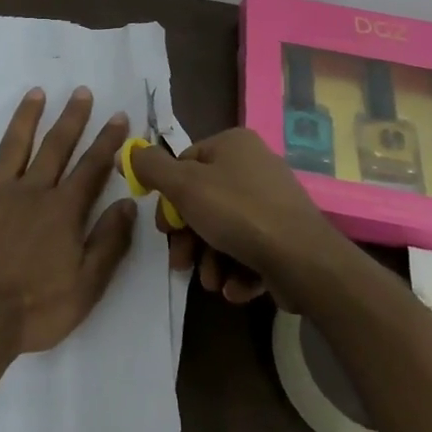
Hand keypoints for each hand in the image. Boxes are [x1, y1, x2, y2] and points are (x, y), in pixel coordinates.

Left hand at [0, 87, 135, 354]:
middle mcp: (30, 191)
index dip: (108, 141)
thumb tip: (128, 203)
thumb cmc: (34, 311)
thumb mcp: (86, 286)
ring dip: (26, 117)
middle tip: (81, 91)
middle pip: (55, 146)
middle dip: (71, 118)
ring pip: (13, 146)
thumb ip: (109, 242)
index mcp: (62, 211)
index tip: (118, 115)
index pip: (92, 167)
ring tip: (36, 92)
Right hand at [129, 128, 347, 309]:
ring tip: (211, 282)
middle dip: (189, 238)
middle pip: (204, 200)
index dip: (170, 198)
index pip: (186, 164)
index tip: (165, 229)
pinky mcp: (286, 235)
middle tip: (181, 262)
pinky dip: (237, 268)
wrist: (304, 260)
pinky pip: (251, 247)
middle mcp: (255, 165)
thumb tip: (127, 151)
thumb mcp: (184, 186)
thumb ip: (151, 168)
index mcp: (233, 144)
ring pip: (225, 229)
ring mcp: (274, 201)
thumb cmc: (238, 214)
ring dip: (210, 259)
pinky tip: (235, 287)